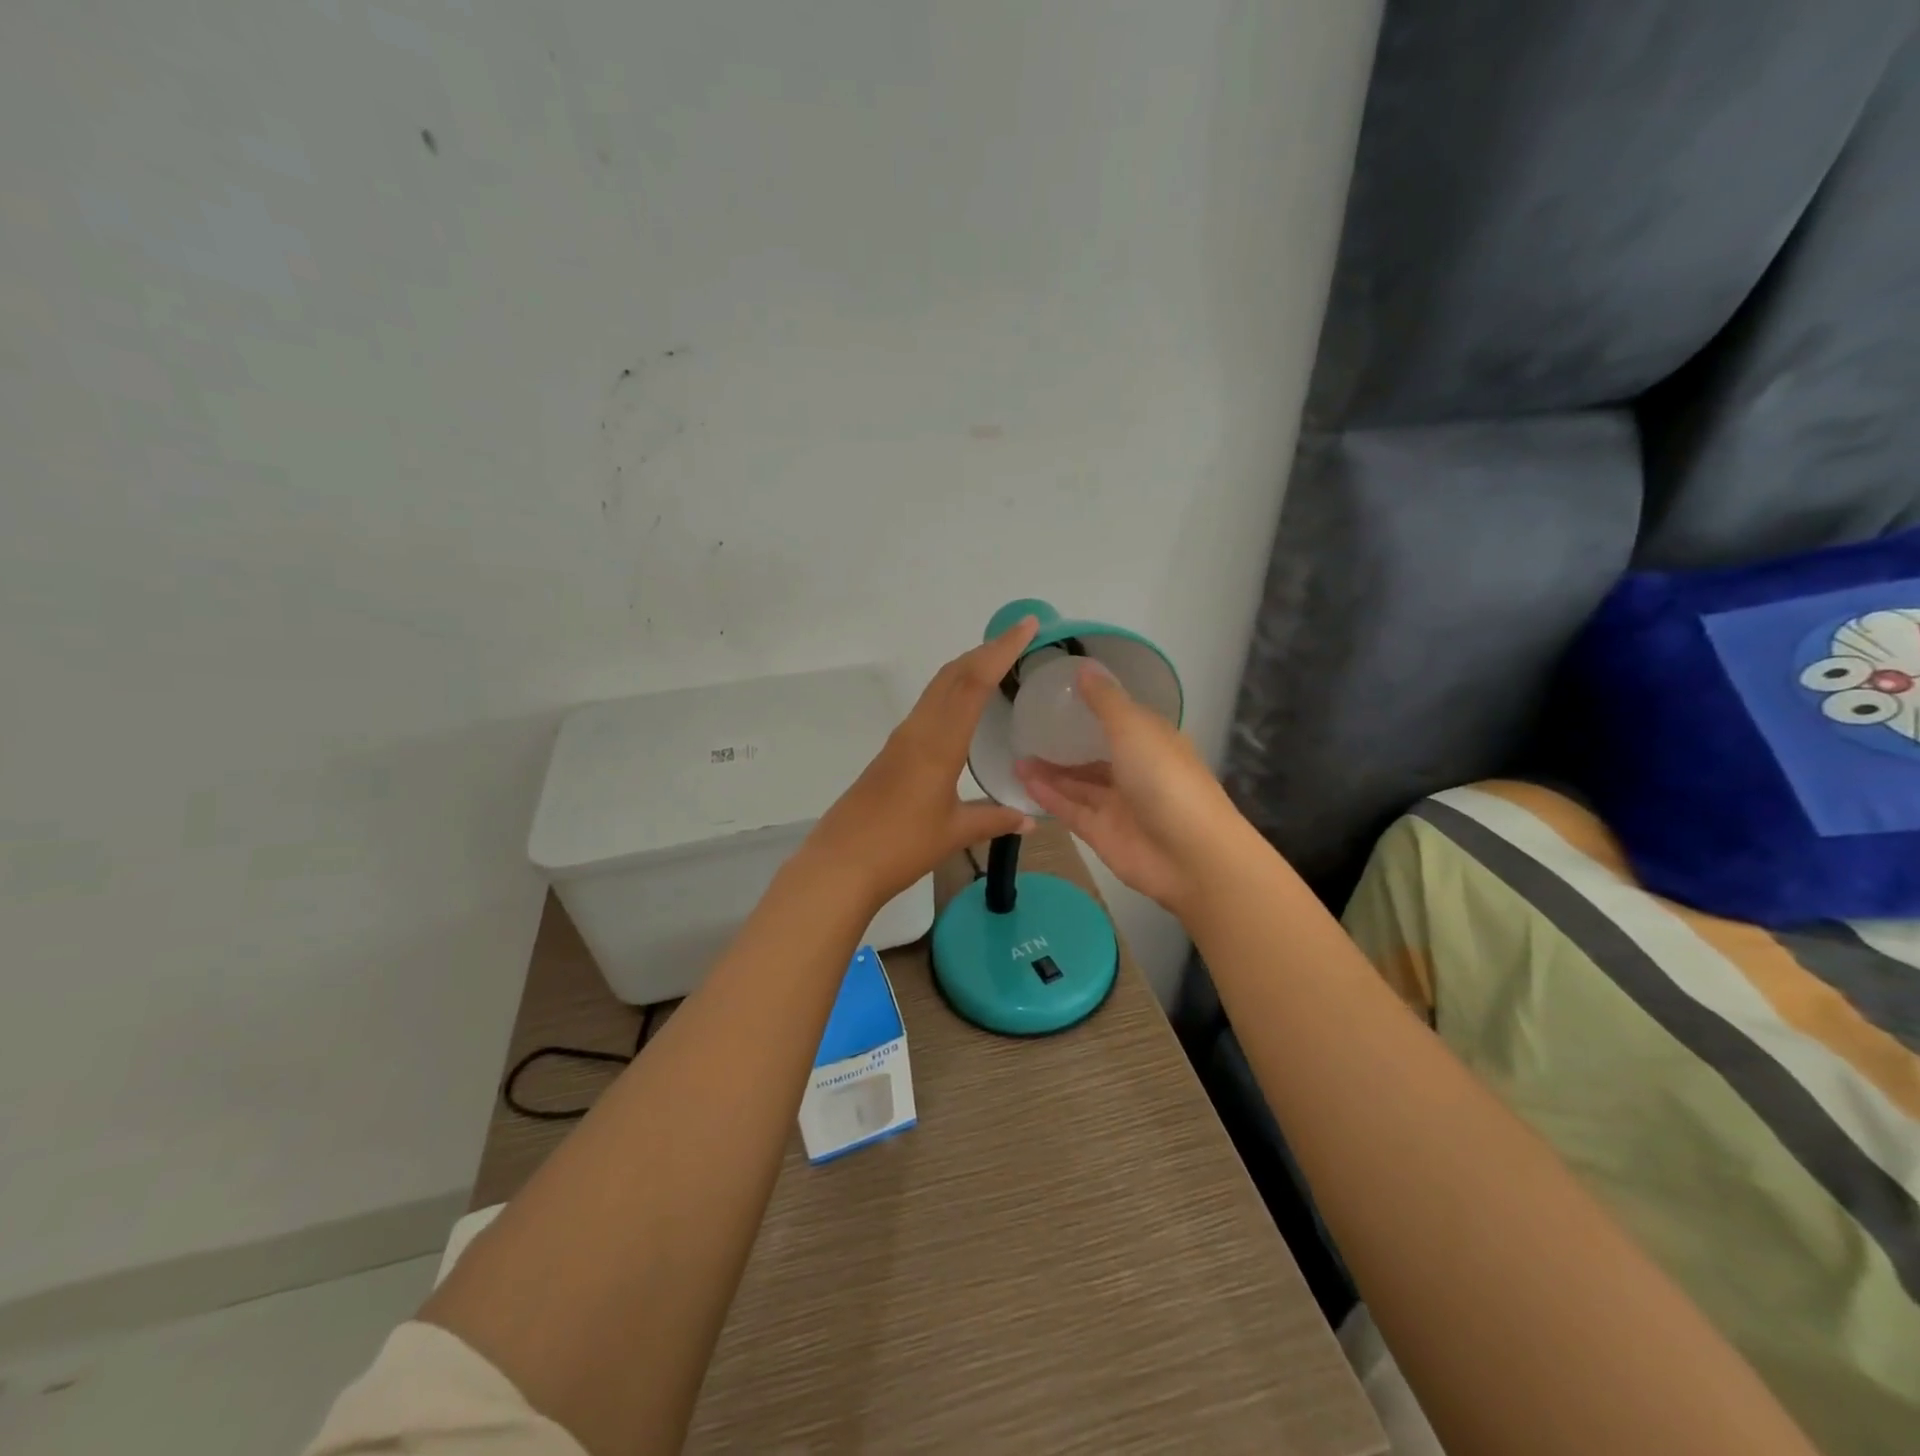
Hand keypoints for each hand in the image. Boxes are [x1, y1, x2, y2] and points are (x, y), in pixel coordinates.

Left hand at [806, 616, 1040, 905]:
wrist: (840, 864)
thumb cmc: (900, 847)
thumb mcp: (954, 833)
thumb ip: (994, 820)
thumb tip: (1029, 819)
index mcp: (938, 743)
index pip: (973, 683)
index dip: (1001, 651)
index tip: (1026, 626)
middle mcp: (918, 731)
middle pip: (952, 675)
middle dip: (985, 651)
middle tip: (1018, 638)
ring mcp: (900, 740)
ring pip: (936, 689)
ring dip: (966, 669)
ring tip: (996, 663)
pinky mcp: (891, 753)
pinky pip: (927, 708)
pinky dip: (951, 692)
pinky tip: (962, 708)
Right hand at [1015, 665, 1248, 916]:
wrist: (1190, 857)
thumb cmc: (1166, 780)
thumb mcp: (1134, 729)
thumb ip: (1105, 701)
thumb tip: (1084, 667)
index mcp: (1152, 741)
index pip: (1120, 719)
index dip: (1092, 707)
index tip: (1058, 696)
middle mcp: (1136, 771)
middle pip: (1095, 754)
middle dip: (1065, 744)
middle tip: (1028, 730)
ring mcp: (1118, 805)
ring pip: (1078, 783)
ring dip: (1050, 771)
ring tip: (1017, 756)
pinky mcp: (1101, 833)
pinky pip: (1070, 809)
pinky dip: (1049, 795)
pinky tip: (1023, 780)